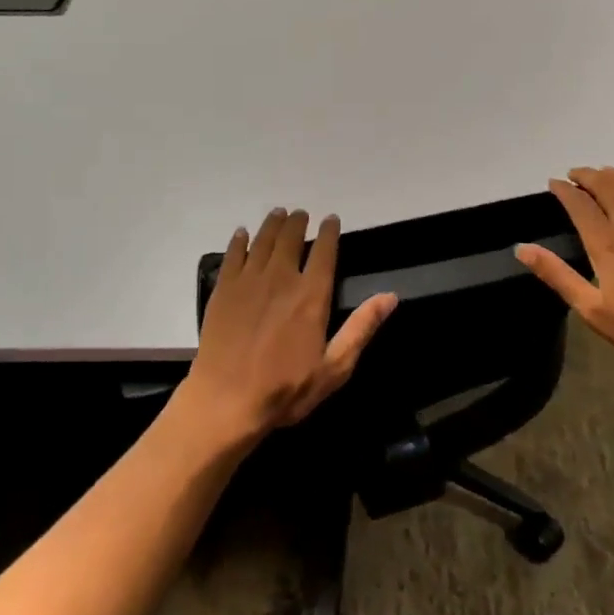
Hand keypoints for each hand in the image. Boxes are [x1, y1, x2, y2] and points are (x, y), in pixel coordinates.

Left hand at [179, 208, 397, 446]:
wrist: (226, 401)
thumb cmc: (285, 389)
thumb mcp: (334, 368)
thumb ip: (361, 328)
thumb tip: (390, 296)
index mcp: (311, 295)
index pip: (324, 252)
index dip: (328, 232)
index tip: (330, 219)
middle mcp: (281, 278)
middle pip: (290, 238)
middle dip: (298, 222)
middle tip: (300, 213)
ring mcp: (248, 281)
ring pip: (262, 241)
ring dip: (272, 224)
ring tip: (278, 213)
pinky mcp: (223, 290)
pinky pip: (233, 255)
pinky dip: (240, 240)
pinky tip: (242, 234)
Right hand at [516, 167, 613, 385]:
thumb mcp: (592, 309)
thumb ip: (557, 275)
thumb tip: (522, 249)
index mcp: (607, 243)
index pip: (580, 205)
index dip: (565, 190)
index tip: (554, 183)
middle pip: (609, 186)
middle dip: (589, 175)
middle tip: (577, 174)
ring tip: (606, 174)